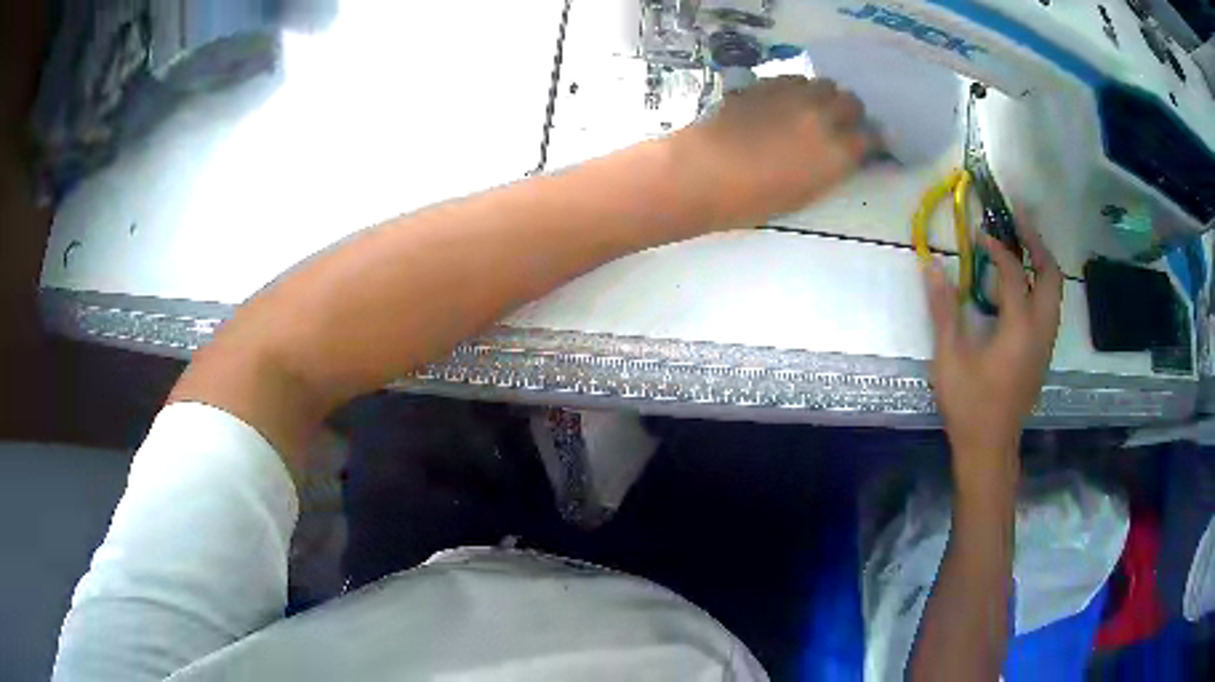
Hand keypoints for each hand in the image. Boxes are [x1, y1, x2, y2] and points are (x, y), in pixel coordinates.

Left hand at [669, 75, 869, 229]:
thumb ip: (829, 169)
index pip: (871, 138)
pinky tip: (784, 102)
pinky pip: (794, 79)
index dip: (869, 141)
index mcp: (837, 153)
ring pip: (825, 84)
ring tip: (810, 110)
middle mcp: (823, 117)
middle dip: (849, 113)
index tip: (862, 145)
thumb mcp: (804, 194)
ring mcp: (794, 96)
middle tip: (837, 124)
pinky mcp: (767, 84)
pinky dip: (797, 89)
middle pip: (852, 102)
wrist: (704, 171)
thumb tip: (839, 155)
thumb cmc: (753, 200)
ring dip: (824, 96)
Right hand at [924, 224, 1062, 482]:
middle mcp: (1040, 330)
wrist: (990, 448)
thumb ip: (944, 310)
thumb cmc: (969, 405)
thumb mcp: (949, 358)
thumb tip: (932, 267)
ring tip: (1022, 243)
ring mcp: (1045, 343)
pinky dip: (1040, 284)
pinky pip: (1049, 307)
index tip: (979, 232)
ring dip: (1041, 261)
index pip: (1013, 273)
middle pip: (1050, 274)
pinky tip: (1021, 285)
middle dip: (1036, 242)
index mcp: (1019, 328)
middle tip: (1017, 219)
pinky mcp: (1043, 353)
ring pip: (1055, 291)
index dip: (997, 247)